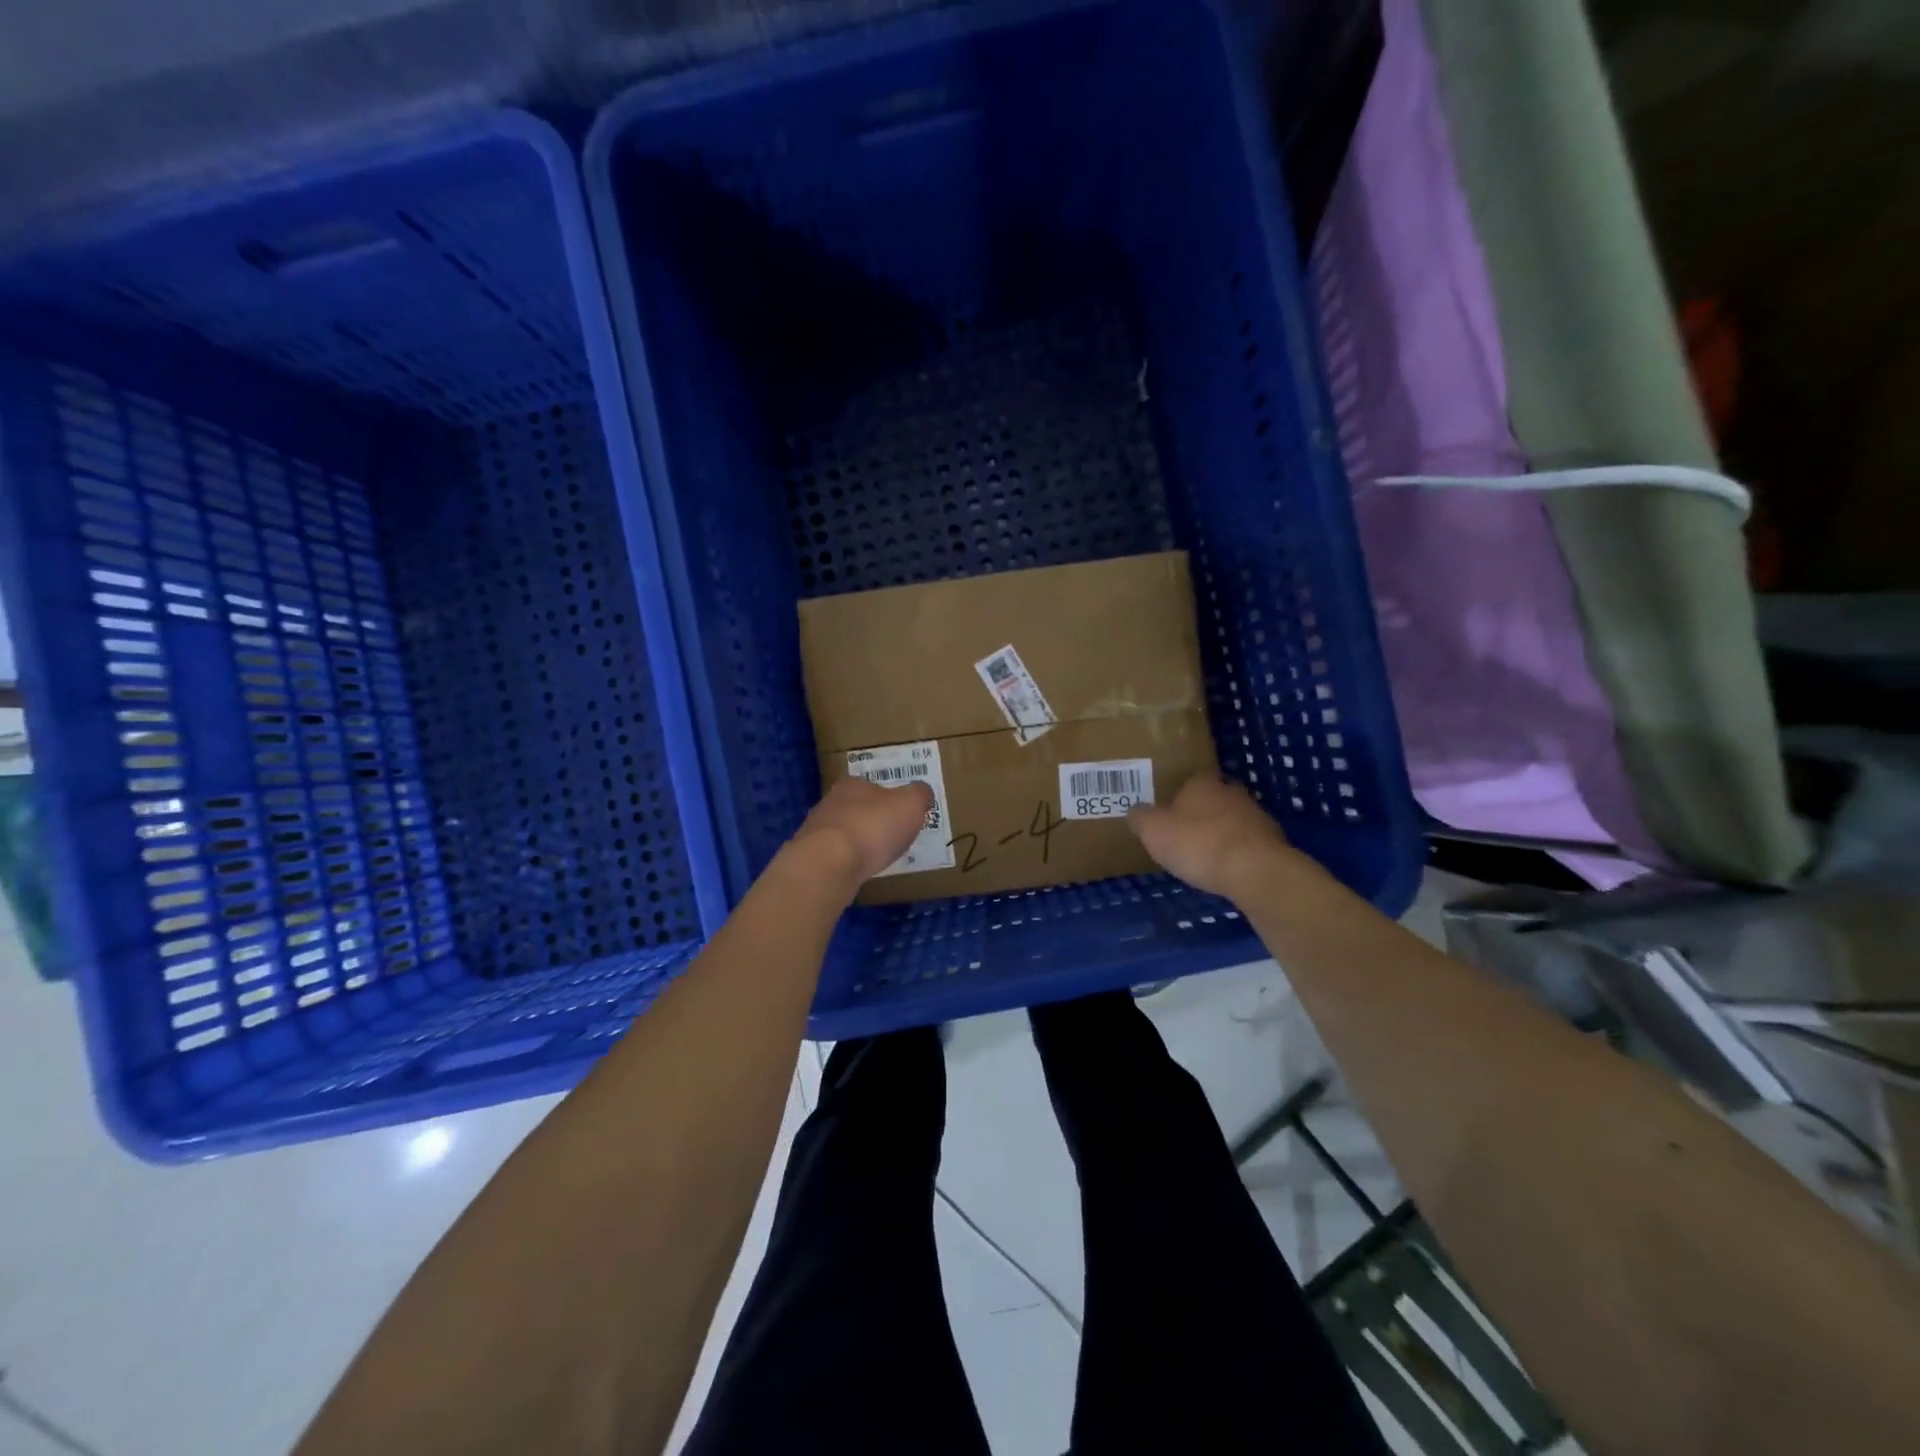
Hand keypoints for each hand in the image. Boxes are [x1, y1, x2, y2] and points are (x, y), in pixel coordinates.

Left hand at [786, 775, 934, 891]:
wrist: (829, 863)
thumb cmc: (873, 827)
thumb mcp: (910, 804)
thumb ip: (919, 794)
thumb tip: (922, 792)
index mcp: (853, 784)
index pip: (873, 786)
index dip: (889, 799)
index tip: (901, 815)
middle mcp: (830, 802)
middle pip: (856, 808)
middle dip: (871, 821)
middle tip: (891, 837)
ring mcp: (816, 830)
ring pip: (843, 832)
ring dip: (857, 842)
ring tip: (875, 858)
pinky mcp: (810, 857)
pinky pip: (834, 856)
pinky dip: (846, 862)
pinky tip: (857, 871)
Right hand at [1127, 774, 1293, 898]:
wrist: (1255, 871)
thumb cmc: (1198, 843)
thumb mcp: (1153, 831)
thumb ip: (1141, 818)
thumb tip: (1135, 811)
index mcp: (1202, 783)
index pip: (1190, 779)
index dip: (1178, 794)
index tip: (1168, 811)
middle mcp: (1232, 792)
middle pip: (1214, 798)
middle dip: (1201, 812)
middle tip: (1184, 831)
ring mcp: (1256, 816)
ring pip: (1233, 820)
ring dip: (1221, 833)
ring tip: (1204, 855)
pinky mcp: (1272, 842)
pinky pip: (1247, 844)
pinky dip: (1237, 853)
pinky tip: (1226, 870)